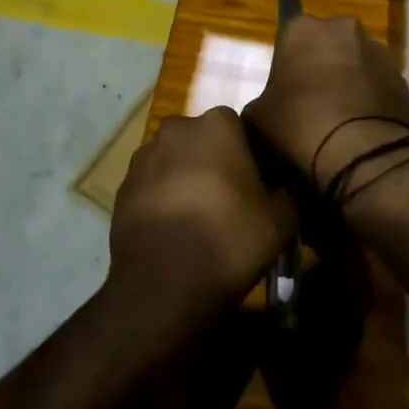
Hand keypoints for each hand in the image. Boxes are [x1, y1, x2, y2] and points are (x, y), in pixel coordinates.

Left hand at [109, 107, 295, 314]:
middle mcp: (177, 129)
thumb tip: (280, 188)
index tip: (256, 187)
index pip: (240, 129)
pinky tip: (175, 232)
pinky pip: (152, 186)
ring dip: (186, 180)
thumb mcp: (282, 219)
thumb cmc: (229, 238)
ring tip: (199, 221)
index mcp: (218, 124)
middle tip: (229, 202)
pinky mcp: (122, 187)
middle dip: (214, 163)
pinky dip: (163, 201)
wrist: (163, 283)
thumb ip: (286, 192)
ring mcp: (144, 157)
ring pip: (175, 162)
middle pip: (203, 142)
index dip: (250, 157)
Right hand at [243, 14, 408, 195]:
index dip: (288, 62)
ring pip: (358, 62)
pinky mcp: (403, 80)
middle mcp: (343, 29)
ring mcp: (378, 52)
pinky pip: (380, 86)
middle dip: (322, 65)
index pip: (290, 34)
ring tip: (341, 118)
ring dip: (351, 81)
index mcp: (303, 28)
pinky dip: (372, 100)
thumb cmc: (298, 123)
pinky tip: (363, 128)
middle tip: (312, 100)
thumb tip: (268, 109)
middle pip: (328, 44)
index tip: (286, 88)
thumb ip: (261, 102)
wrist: (360, 151)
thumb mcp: (257, 116)